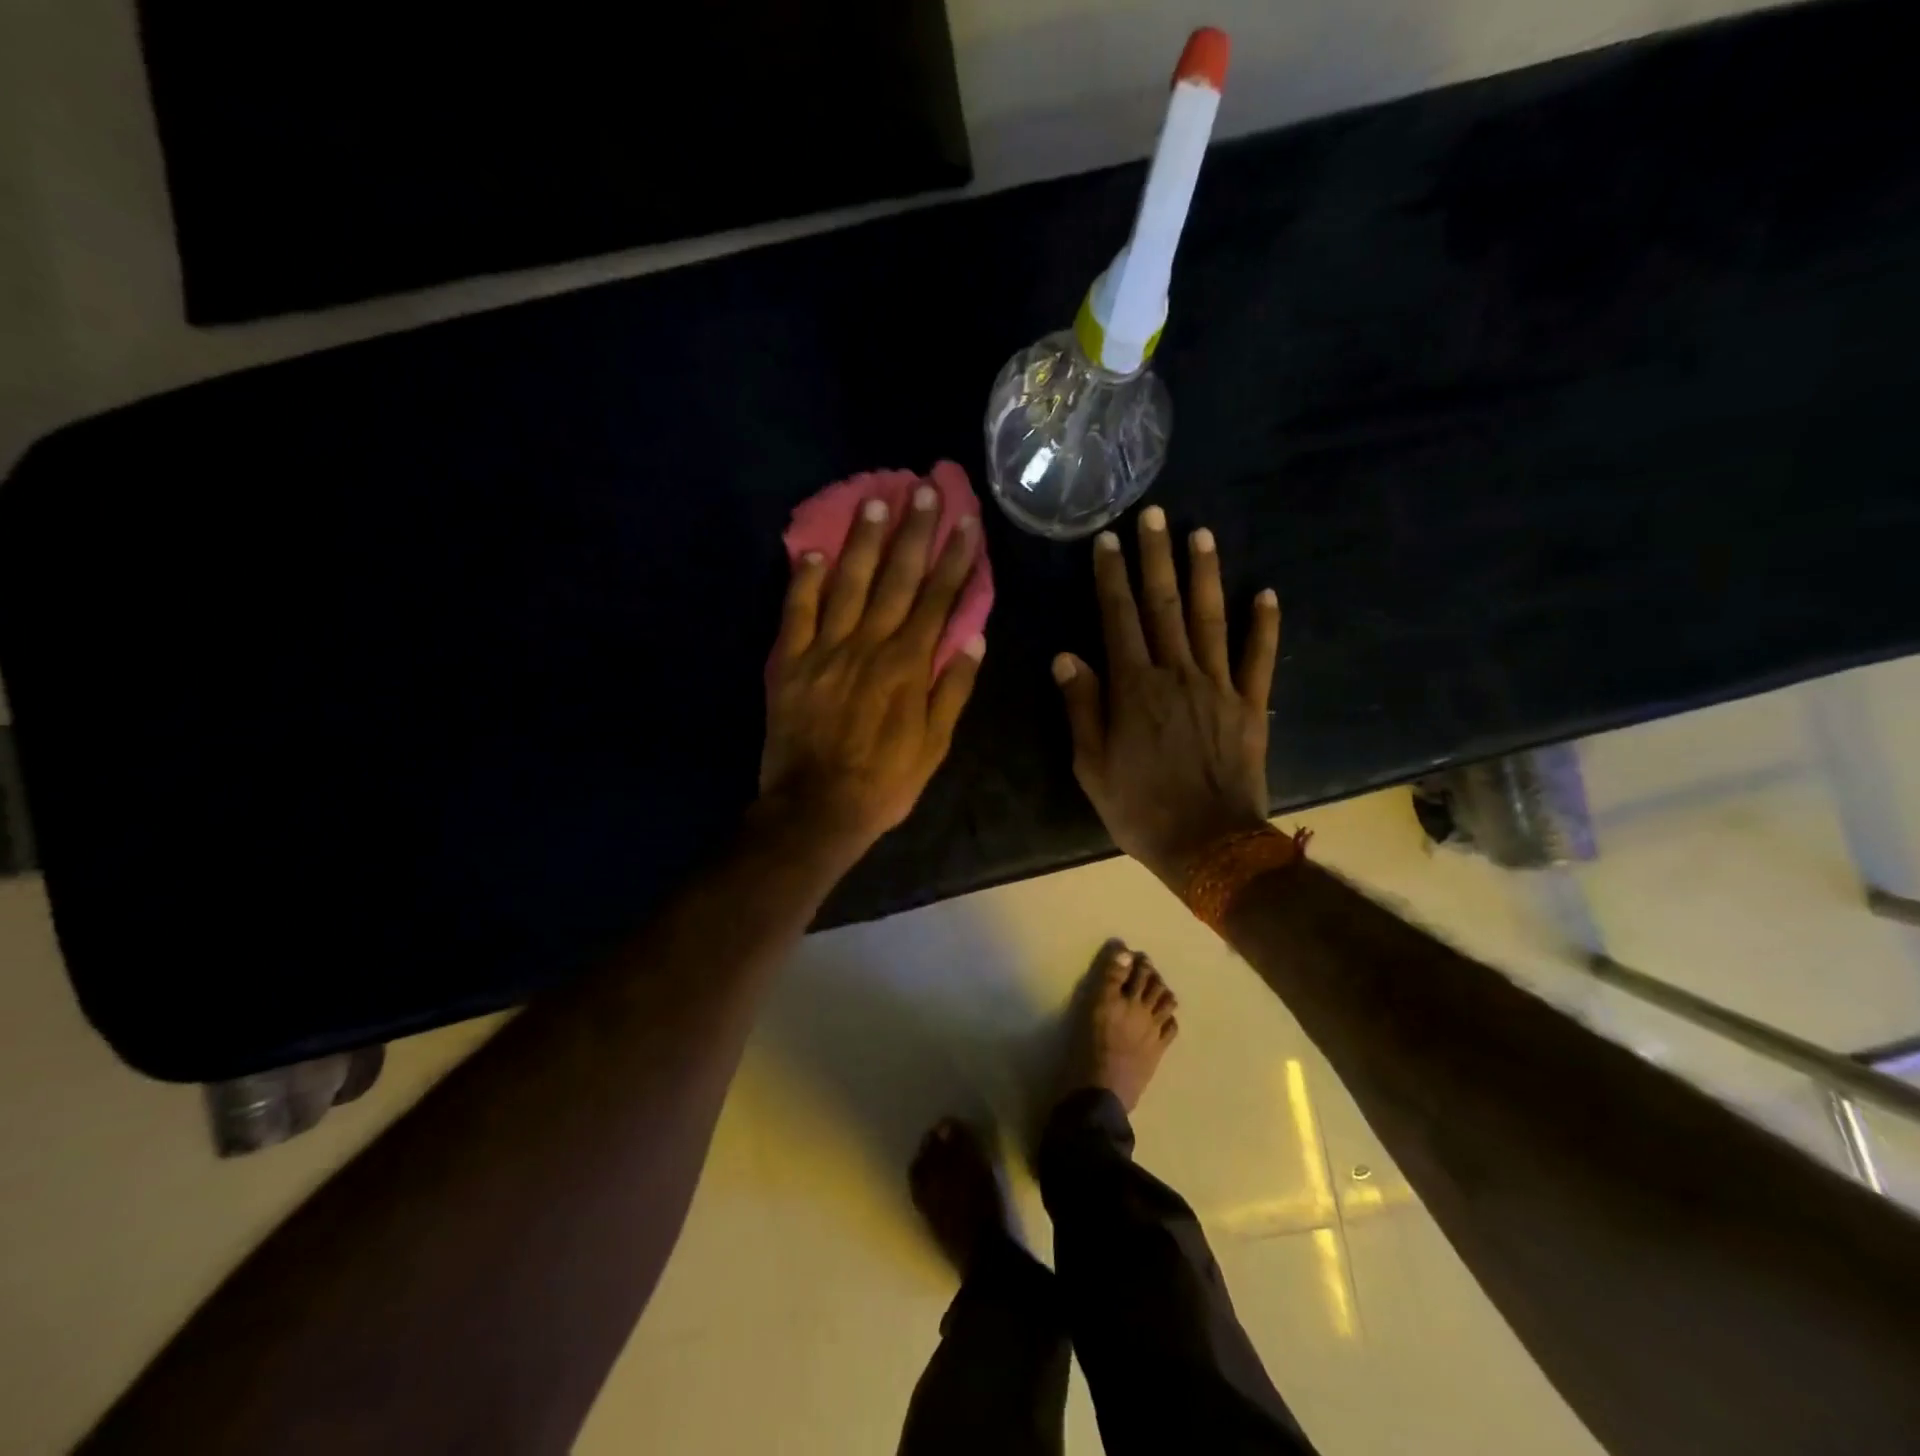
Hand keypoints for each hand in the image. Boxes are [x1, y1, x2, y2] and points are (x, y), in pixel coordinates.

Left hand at [760, 481, 984, 859]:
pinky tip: (813, 550)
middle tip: (926, 488)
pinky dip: (804, 580)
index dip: (954, 559)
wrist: (816, 808)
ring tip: (877, 501)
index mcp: (908, 666)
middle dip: (915, 532)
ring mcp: (826, 650)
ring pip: (849, 584)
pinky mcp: (792, 662)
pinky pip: (797, 612)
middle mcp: (870, 645)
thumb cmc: (884, 782)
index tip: (966, 523)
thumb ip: (953, 690)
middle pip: (897, 579)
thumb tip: (974, 639)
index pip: (937, 600)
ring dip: (864, 541)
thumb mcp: (934, 745)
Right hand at [1053, 506, 1280, 890]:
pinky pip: (1259, 658)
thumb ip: (1082, 707)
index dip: (1111, 577)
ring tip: (1201, 533)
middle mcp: (1176, 674)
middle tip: (1155, 514)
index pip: (1118, 619)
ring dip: (1205, 574)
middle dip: (1156, 557)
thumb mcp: (1092, 766)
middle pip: (1164, 606)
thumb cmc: (1140, 808)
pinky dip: (1264, 625)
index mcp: (1133, 688)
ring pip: (1211, 619)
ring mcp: (1219, 686)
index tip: (1108, 539)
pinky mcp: (1250, 706)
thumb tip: (1067, 657)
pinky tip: (1266, 592)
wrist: (1209, 844)